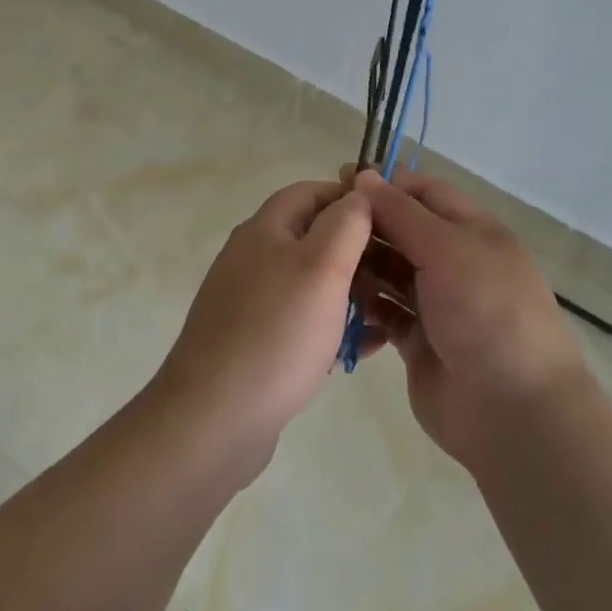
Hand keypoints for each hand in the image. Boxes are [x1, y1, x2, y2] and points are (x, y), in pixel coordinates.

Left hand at [147, 180, 372, 479]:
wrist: (214, 419)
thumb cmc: (277, 334)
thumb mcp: (322, 267)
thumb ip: (346, 224)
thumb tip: (358, 193)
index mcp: (264, 230)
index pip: (311, 191)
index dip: (351, 198)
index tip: (392, 220)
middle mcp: (252, 258)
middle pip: (312, 237)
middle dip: (356, 251)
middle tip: (397, 273)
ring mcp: (250, 302)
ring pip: (310, 283)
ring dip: (349, 293)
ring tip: (387, 314)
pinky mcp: (253, 341)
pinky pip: (301, 322)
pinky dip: (331, 327)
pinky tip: (362, 349)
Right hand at [352, 168, 596, 468]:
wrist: (511, 409)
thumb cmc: (485, 312)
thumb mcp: (447, 250)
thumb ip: (402, 213)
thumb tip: (365, 175)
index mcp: (473, 231)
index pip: (424, 192)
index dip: (385, 183)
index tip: (339, 180)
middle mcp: (455, 262)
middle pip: (403, 230)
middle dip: (367, 225)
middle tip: (321, 225)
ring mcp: (437, 303)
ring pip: (390, 271)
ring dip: (361, 265)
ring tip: (324, 264)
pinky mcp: (419, 340)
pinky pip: (385, 313)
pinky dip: (365, 306)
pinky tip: (337, 302)